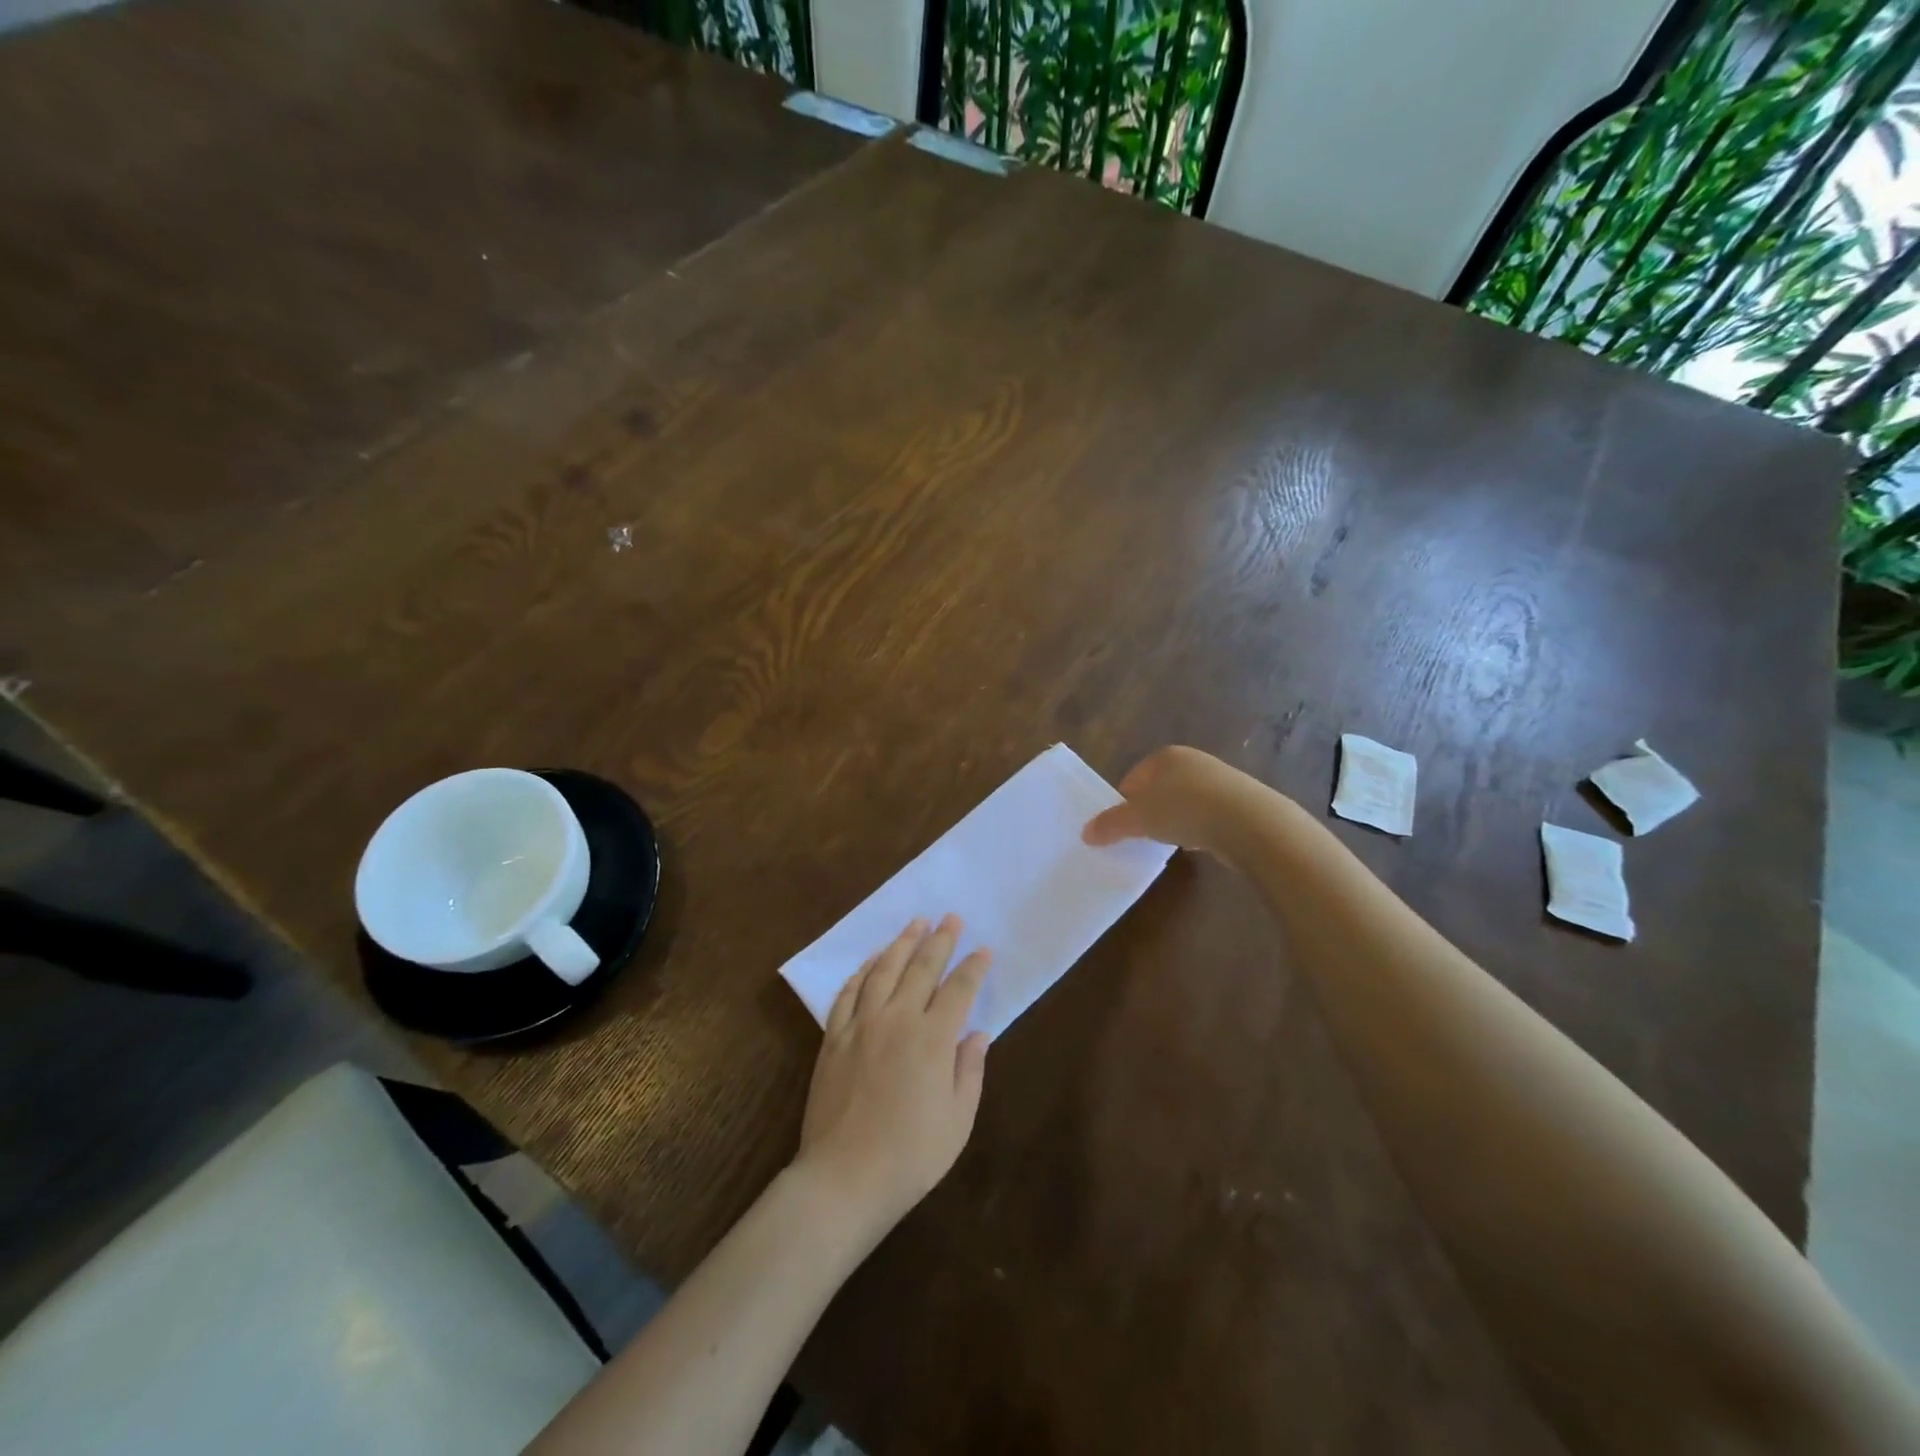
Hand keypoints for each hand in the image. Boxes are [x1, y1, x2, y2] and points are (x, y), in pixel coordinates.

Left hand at [795, 916, 990, 1238]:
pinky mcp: (833, 1038)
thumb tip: (977, 1033)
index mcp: (932, 1039)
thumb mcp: (958, 1121)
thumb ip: (969, 1071)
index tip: (984, 950)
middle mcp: (897, 1020)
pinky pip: (848, 993)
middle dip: (940, 940)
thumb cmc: (910, 1156)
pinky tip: (872, 961)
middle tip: (951, 917)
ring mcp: (861, 1025)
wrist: (844, 1178)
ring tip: (916, 923)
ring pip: (884, 971)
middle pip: (921, 968)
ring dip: (902, 943)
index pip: (958, 990)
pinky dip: (862, 971)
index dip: (973, 967)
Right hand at [1082, 745, 1261, 860]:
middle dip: (1150, 811)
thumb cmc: (1184, 810)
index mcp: (1165, 756)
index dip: (1123, 802)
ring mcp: (1221, 780)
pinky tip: (1201, 843)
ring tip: (1172, 842)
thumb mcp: (1138, 819)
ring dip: (1177, 820)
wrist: (1250, 823)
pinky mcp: (1242, 802)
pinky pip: (1210, 814)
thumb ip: (1111, 824)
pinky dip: (1201, 828)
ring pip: (1186, 801)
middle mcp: (1193, 761)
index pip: (1133, 778)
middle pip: (1160, 788)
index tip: (1122, 827)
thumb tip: (1086, 833)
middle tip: (1144, 836)